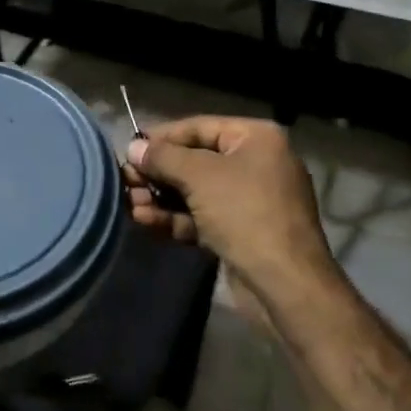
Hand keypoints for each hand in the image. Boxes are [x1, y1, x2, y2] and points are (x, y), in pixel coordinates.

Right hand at [123, 116, 336, 298]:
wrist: (285, 284)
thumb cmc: (244, 213)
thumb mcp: (199, 176)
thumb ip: (162, 157)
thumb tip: (134, 146)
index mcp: (257, 138)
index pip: (198, 127)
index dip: (161, 138)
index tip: (129, 150)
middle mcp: (256, 163)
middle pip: (194, 160)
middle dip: (158, 173)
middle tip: (126, 182)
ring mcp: (251, 200)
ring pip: (195, 192)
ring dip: (160, 198)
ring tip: (131, 205)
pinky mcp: (242, 232)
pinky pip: (202, 217)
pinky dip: (175, 218)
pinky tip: (145, 222)